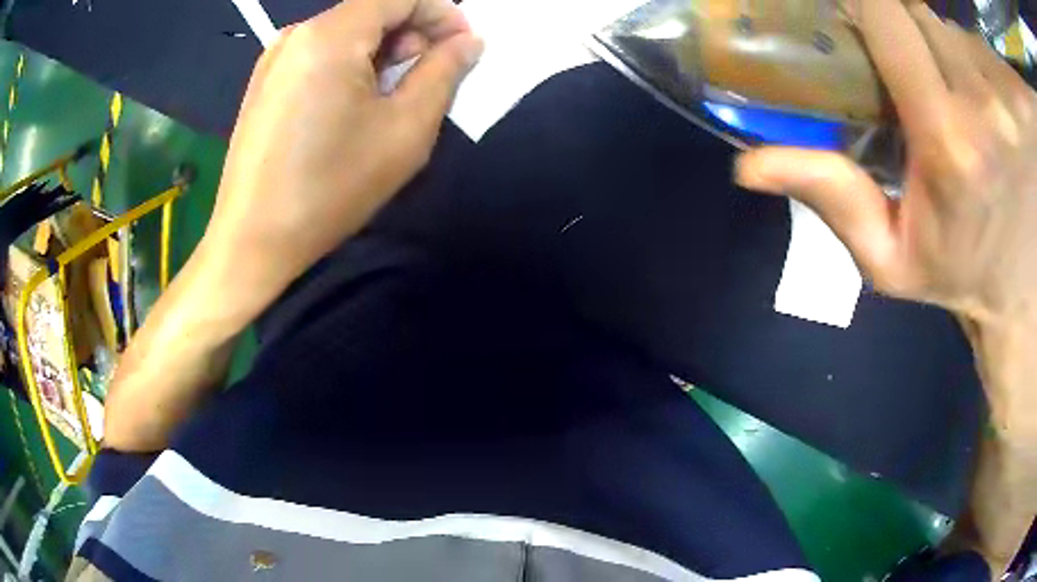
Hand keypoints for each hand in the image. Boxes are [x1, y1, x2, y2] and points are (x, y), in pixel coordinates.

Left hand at [197, 0, 482, 317]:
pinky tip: (356, 103)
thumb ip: (444, 73)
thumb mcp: (405, 130)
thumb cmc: (330, 188)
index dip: (441, 11)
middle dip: (412, 31)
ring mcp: (273, 58)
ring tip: (395, 92)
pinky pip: (318, 54)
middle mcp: (296, 34)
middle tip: (433, 72)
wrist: (252, 242)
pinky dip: (350, 64)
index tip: (465, 43)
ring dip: (382, 50)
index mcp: (330, 35)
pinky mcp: (264, 83)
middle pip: (370, 9)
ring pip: (344, 32)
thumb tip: (468, 42)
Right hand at [735, 1, 1036, 335]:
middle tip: (898, 59)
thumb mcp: (888, 259)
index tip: (844, 7)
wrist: (1018, 290)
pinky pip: (980, 43)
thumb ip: (832, 201)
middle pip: (918, 9)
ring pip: (952, 23)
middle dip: (898, 20)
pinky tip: (978, 91)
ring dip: (937, 38)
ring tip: (944, 85)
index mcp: (949, 141)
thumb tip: (748, 167)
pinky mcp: (1016, 102)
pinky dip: (970, 52)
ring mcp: (1009, 98)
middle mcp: (986, 104)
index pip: (886, 12)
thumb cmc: (957, 272)